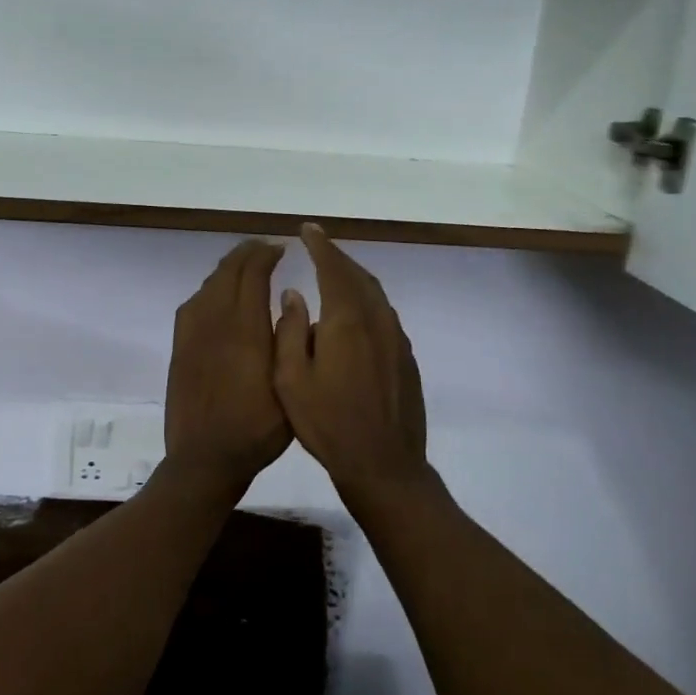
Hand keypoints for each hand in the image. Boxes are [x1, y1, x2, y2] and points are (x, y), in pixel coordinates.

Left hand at [162, 240, 292, 498]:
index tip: (280, 248)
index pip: (252, 273)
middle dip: (246, 254)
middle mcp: (215, 321)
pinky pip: (194, 302)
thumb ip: (288, 338)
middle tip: (264, 249)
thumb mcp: (288, 386)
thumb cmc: (256, 427)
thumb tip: (288, 297)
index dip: (266, 255)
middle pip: (227, 271)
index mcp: (244, 328)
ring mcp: (192, 332)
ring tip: (245, 267)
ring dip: (228, 269)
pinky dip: (211, 288)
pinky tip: (220, 297)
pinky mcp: (180, 345)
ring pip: (209, 284)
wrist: (204, 457)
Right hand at [274, 224, 428, 508]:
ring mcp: (396, 338)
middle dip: (337, 257)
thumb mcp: (290, 380)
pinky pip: (384, 314)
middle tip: (318, 246)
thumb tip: (294, 295)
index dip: (320, 245)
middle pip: (357, 275)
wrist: (384, 465)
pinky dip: (367, 300)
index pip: (333, 268)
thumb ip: (290, 331)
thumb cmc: (328, 424)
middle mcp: (377, 320)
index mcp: (347, 321)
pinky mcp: (406, 357)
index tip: (307, 229)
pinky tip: (355, 313)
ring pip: (375, 294)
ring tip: (334, 273)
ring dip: (353, 277)